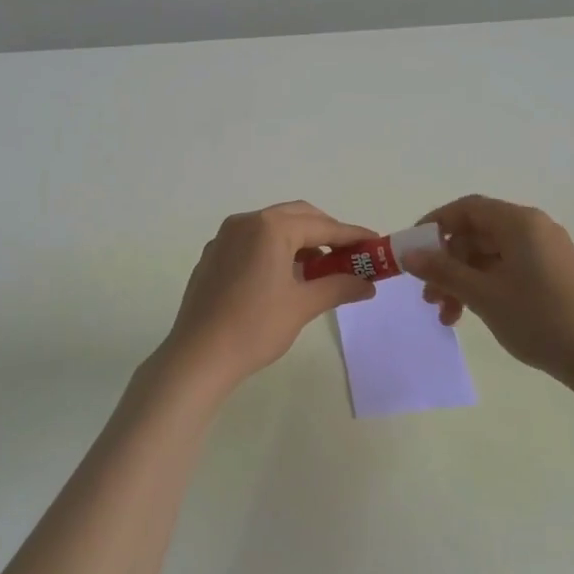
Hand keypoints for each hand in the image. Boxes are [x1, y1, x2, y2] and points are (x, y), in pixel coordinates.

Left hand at [156, 201, 376, 398]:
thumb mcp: (303, 305)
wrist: (198, 356)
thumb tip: (368, 284)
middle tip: (350, 255)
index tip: (376, 243)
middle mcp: (246, 222)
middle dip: (326, 232)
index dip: (352, 235)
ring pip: (273, 227)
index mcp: (270, 227)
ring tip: (320, 269)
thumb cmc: (255, 327)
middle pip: (297, 216)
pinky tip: (284, 277)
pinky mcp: (213, 255)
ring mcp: (225, 237)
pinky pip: (253, 241)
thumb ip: (338, 287)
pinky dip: (275, 249)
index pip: (322, 226)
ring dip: (300, 241)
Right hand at [400, 195, 573, 387]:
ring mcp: (544, 251)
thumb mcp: (483, 294)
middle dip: (447, 263)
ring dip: (462, 280)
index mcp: (519, 222)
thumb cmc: (538, 318)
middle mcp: (533, 228)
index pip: (467, 208)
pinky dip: (484, 286)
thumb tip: (408, 255)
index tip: (412, 250)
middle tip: (427, 294)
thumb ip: (443, 271)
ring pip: (489, 255)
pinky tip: (470, 314)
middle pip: (476, 233)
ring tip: (446, 316)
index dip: (435, 225)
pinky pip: (507, 268)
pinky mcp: (551, 273)